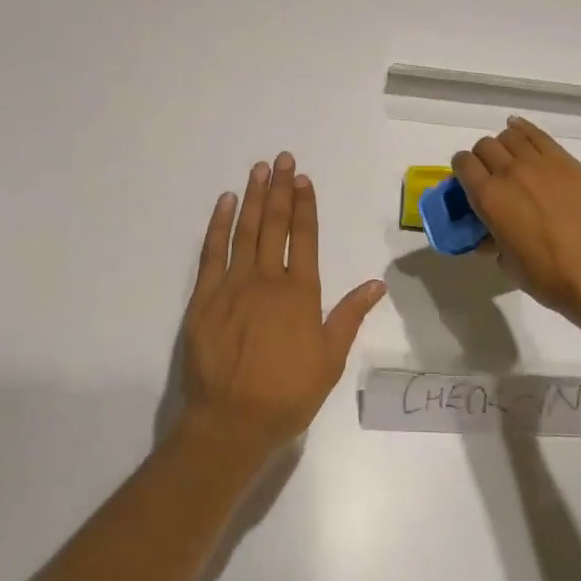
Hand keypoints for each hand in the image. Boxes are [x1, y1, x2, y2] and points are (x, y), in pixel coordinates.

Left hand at [177, 152, 385, 466]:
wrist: (232, 421)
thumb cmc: (287, 394)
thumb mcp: (330, 359)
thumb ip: (350, 316)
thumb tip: (376, 283)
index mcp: (300, 293)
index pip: (304, 238)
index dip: (305, 205)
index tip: (304, 179)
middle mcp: (267, 280)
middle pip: (275, 225)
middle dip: (280, 189)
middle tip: (282, 159)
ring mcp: (232, 285)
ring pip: (245, 231)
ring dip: (254, 197)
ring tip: (259, 169)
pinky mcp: (203, 298)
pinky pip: (211, 252)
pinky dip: (219, 224)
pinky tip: (226, 203)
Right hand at [452, 117, 580, 330]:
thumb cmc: (546, 275)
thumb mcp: (506, 262)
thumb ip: (492, 241)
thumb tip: (489, 237)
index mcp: (488, 197)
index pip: (463, 163)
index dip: (462, 169)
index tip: (467, 180)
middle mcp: (509, 172)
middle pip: (485, 146)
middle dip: (483, 158)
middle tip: (492, 174)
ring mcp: (540, 163)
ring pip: (511, 136)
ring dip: (505, 145)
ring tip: (512, 159)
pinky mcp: (566, 162)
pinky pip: (539, 135)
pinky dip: (524, 130)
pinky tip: (521, 132)